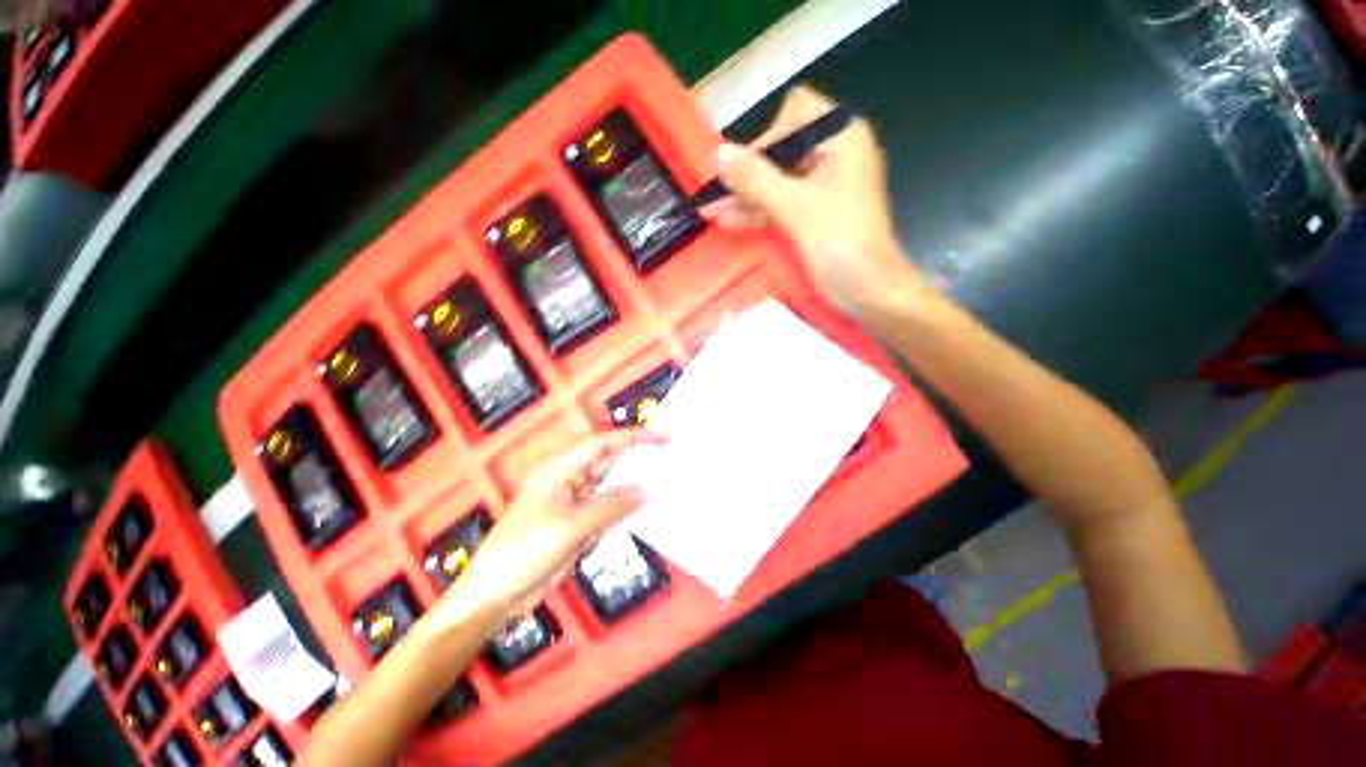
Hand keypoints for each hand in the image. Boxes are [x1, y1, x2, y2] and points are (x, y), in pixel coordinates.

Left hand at [428, 430, 655, 627]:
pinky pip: (607, 509)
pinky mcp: (578, 525)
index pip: (601, 444)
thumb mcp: (570, 527)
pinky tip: (645, 507)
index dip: (632, 437)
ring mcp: (573, 503)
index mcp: (558, 469)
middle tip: (669, 455)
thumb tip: (648, 490)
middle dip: (635, 457)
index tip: (662, 437)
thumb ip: (611, 506)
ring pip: (609, 486)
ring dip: (632, 483)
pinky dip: (625, 508)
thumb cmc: (524, 552)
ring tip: (664, 478)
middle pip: (607, 461)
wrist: (494, 597)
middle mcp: (567, 480)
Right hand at [706, 85, 929, 316]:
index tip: (740, 171)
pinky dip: (759, 212)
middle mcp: (835, 154)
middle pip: (782, 151)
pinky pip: (783, 205)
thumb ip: (756, 178)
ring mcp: (826, 187)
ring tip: (711, 212)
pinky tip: (729, 221)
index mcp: (842, 138)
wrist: (869, 291)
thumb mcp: (795, 207)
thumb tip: (719, 153)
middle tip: (715, 196)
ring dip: (747, 198)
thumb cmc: (840, 243)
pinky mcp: (817, 214)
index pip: (794, 115)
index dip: (764, 139)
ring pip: (779, 183)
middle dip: (748, 175)